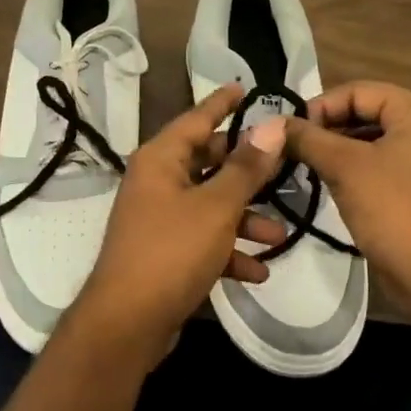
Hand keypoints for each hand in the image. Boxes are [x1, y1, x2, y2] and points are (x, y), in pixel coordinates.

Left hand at [73, 85, 287, 353]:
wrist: (127, 323)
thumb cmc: (171, 252)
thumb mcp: (217, 207)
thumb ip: (246, 167)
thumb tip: (271, 125)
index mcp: (160, 160)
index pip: (196, 119)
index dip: (222, 103)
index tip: (245, 87)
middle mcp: (156, 182)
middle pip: (207, 163)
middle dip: (247, 172)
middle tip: (283, 167)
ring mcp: (158, 219)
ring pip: (210, 206)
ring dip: (244, 220)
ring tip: (278, 236)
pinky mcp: (164, 253)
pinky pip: (202, 241)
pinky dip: (227, 251)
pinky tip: (256, 272)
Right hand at [285, 81, 410, 310]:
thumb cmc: (394, 210)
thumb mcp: (345, 167)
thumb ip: (308, 139)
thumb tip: (271, 124)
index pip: (357, 90)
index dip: (319, 106)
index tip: (287, 131)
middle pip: (363, 112)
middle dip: (324, 128)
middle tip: (288, 148)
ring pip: (367, 141)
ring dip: (333, 150)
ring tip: (300, 164)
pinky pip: (375, 165)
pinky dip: (349, 169)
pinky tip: (322, 183)